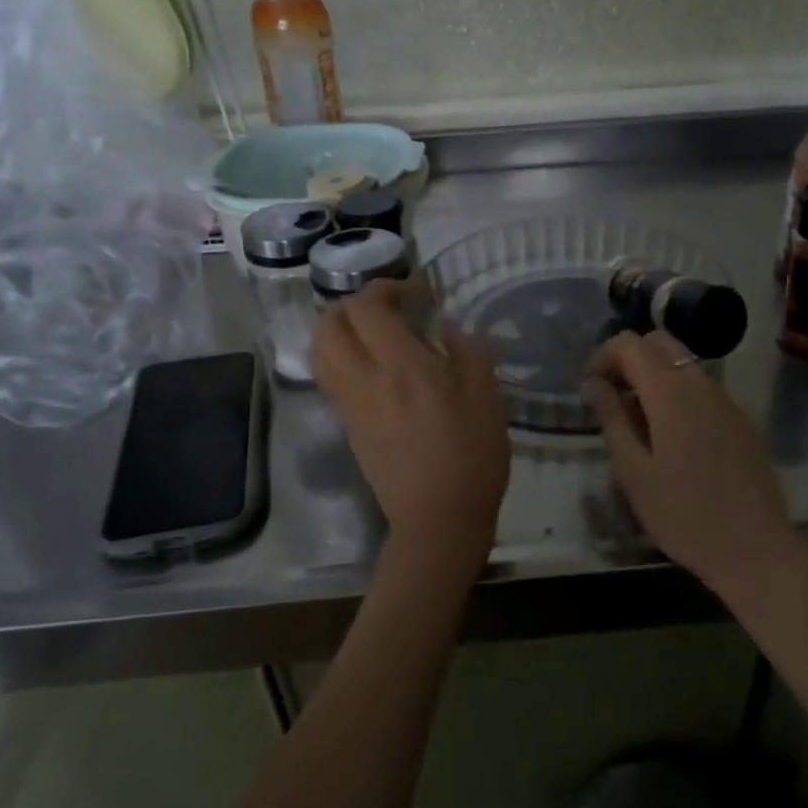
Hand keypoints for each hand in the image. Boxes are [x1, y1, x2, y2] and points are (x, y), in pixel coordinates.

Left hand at [314, 281, 511, 574]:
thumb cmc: (471, 456)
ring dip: (338, 331)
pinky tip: (372, 369)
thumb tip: (447, 327)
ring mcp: (350, 406)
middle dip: (352, 306)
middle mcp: (365, 380)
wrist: (439, 520)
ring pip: (320, 353)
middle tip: (385, 310)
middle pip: (329, 325)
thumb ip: (467, 351)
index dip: (384, 288)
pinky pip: (329, 380)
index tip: (414, 293)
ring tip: (371, 336)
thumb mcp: (487, 397)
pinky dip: (340, 359)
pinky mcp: (348, 428)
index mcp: (402, 367)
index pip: (367, 308)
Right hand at [585, 330, 799, 595]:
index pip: (631, 344)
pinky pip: (701, 387)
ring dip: (652, 375)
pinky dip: (676, 392)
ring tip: (635, 420)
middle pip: (659, 343)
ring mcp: (726, 400)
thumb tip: (594, 384)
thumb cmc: (684, 515)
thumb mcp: (634, 472)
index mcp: (671, 393)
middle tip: (610, 397)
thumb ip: (612, 419)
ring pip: (682, 363)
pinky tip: (669, 436)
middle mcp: (701, 384)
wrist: (755, 550)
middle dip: (628, 358)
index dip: (603, 356)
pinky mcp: (740, 419)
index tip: (589, 387)